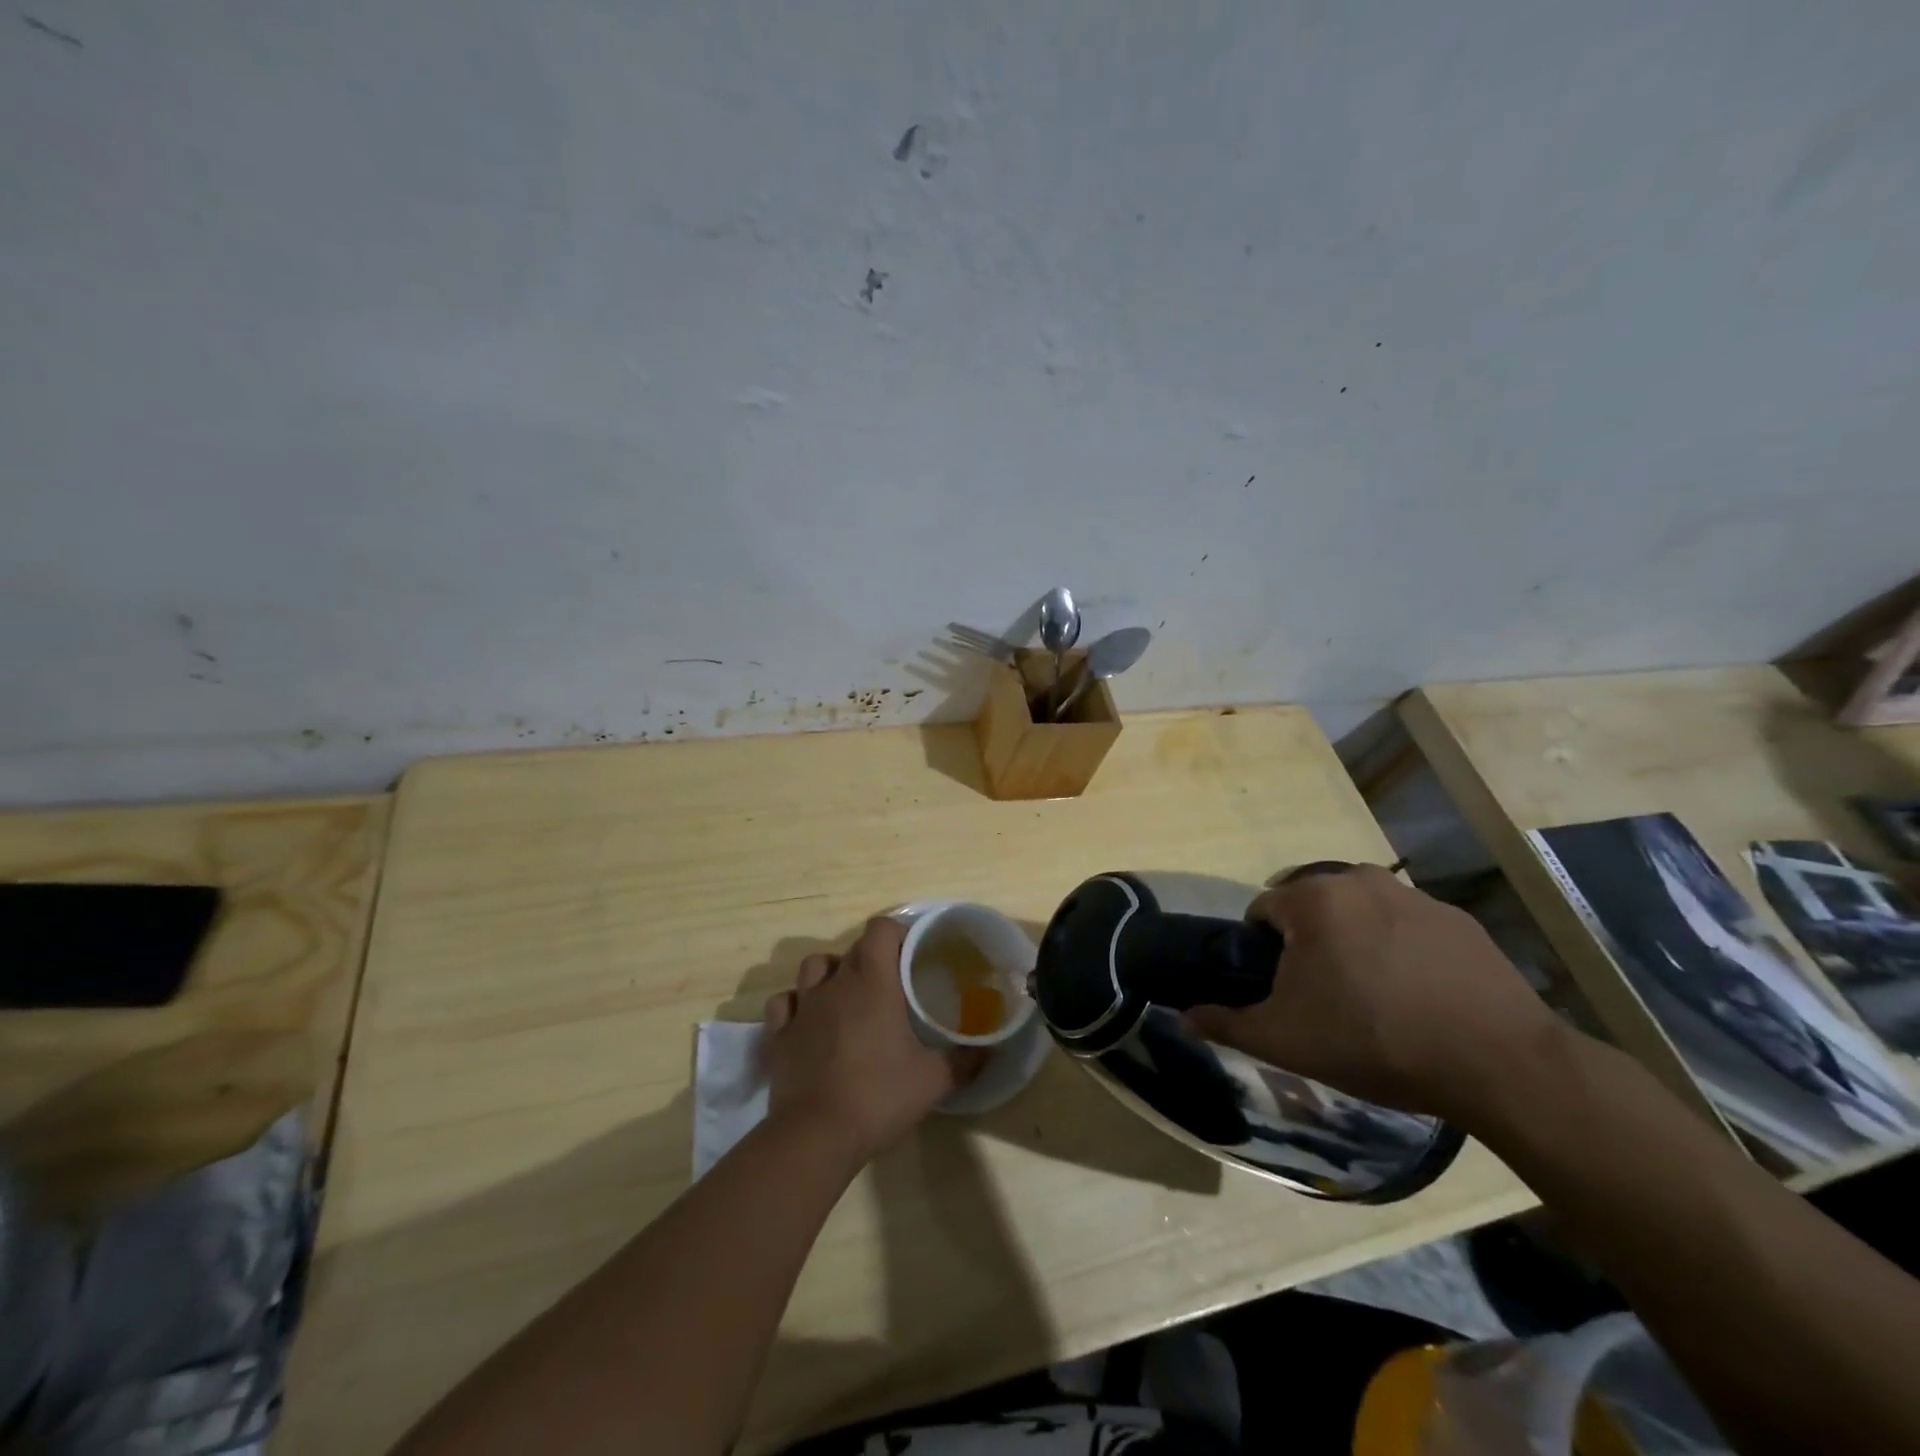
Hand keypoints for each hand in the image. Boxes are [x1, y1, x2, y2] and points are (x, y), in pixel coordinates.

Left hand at [761, 916, 984, 1165]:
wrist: (815, 1136)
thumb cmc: (878, 1097)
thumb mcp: (933, 1081)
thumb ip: (964, 1060)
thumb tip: (989, 1050)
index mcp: (873, 982)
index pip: (880, 929)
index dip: (897, 932)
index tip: (912, 952)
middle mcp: (835, 984)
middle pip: (853, 948)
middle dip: (873, 956)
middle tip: (892, 983)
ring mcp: (803, 1007)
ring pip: (814, 966)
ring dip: (832, 972)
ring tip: (848, 995)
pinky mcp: (779, 1034)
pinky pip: (785, 1002)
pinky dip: (797, 1003)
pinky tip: (809, 1020)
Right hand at [1183, 866, 1563, 1121]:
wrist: (1498, 1063)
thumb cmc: (1374, 1040)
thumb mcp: (1285, 1041)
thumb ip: (1225, 1023)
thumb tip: (1183, 1017)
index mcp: (1312, 898)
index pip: (1263, 910)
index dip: (1263, 952)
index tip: (1283, 992)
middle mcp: (1359, 879)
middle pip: (1311, 905)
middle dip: (1308, 943)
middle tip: (1325, 997)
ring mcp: (1414, 895)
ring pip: (1360, 913)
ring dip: (1354, 942)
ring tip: (1374, 998)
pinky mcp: (1458, 919)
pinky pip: (1407, 926)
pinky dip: (1400, 949)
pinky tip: (1418, 995)